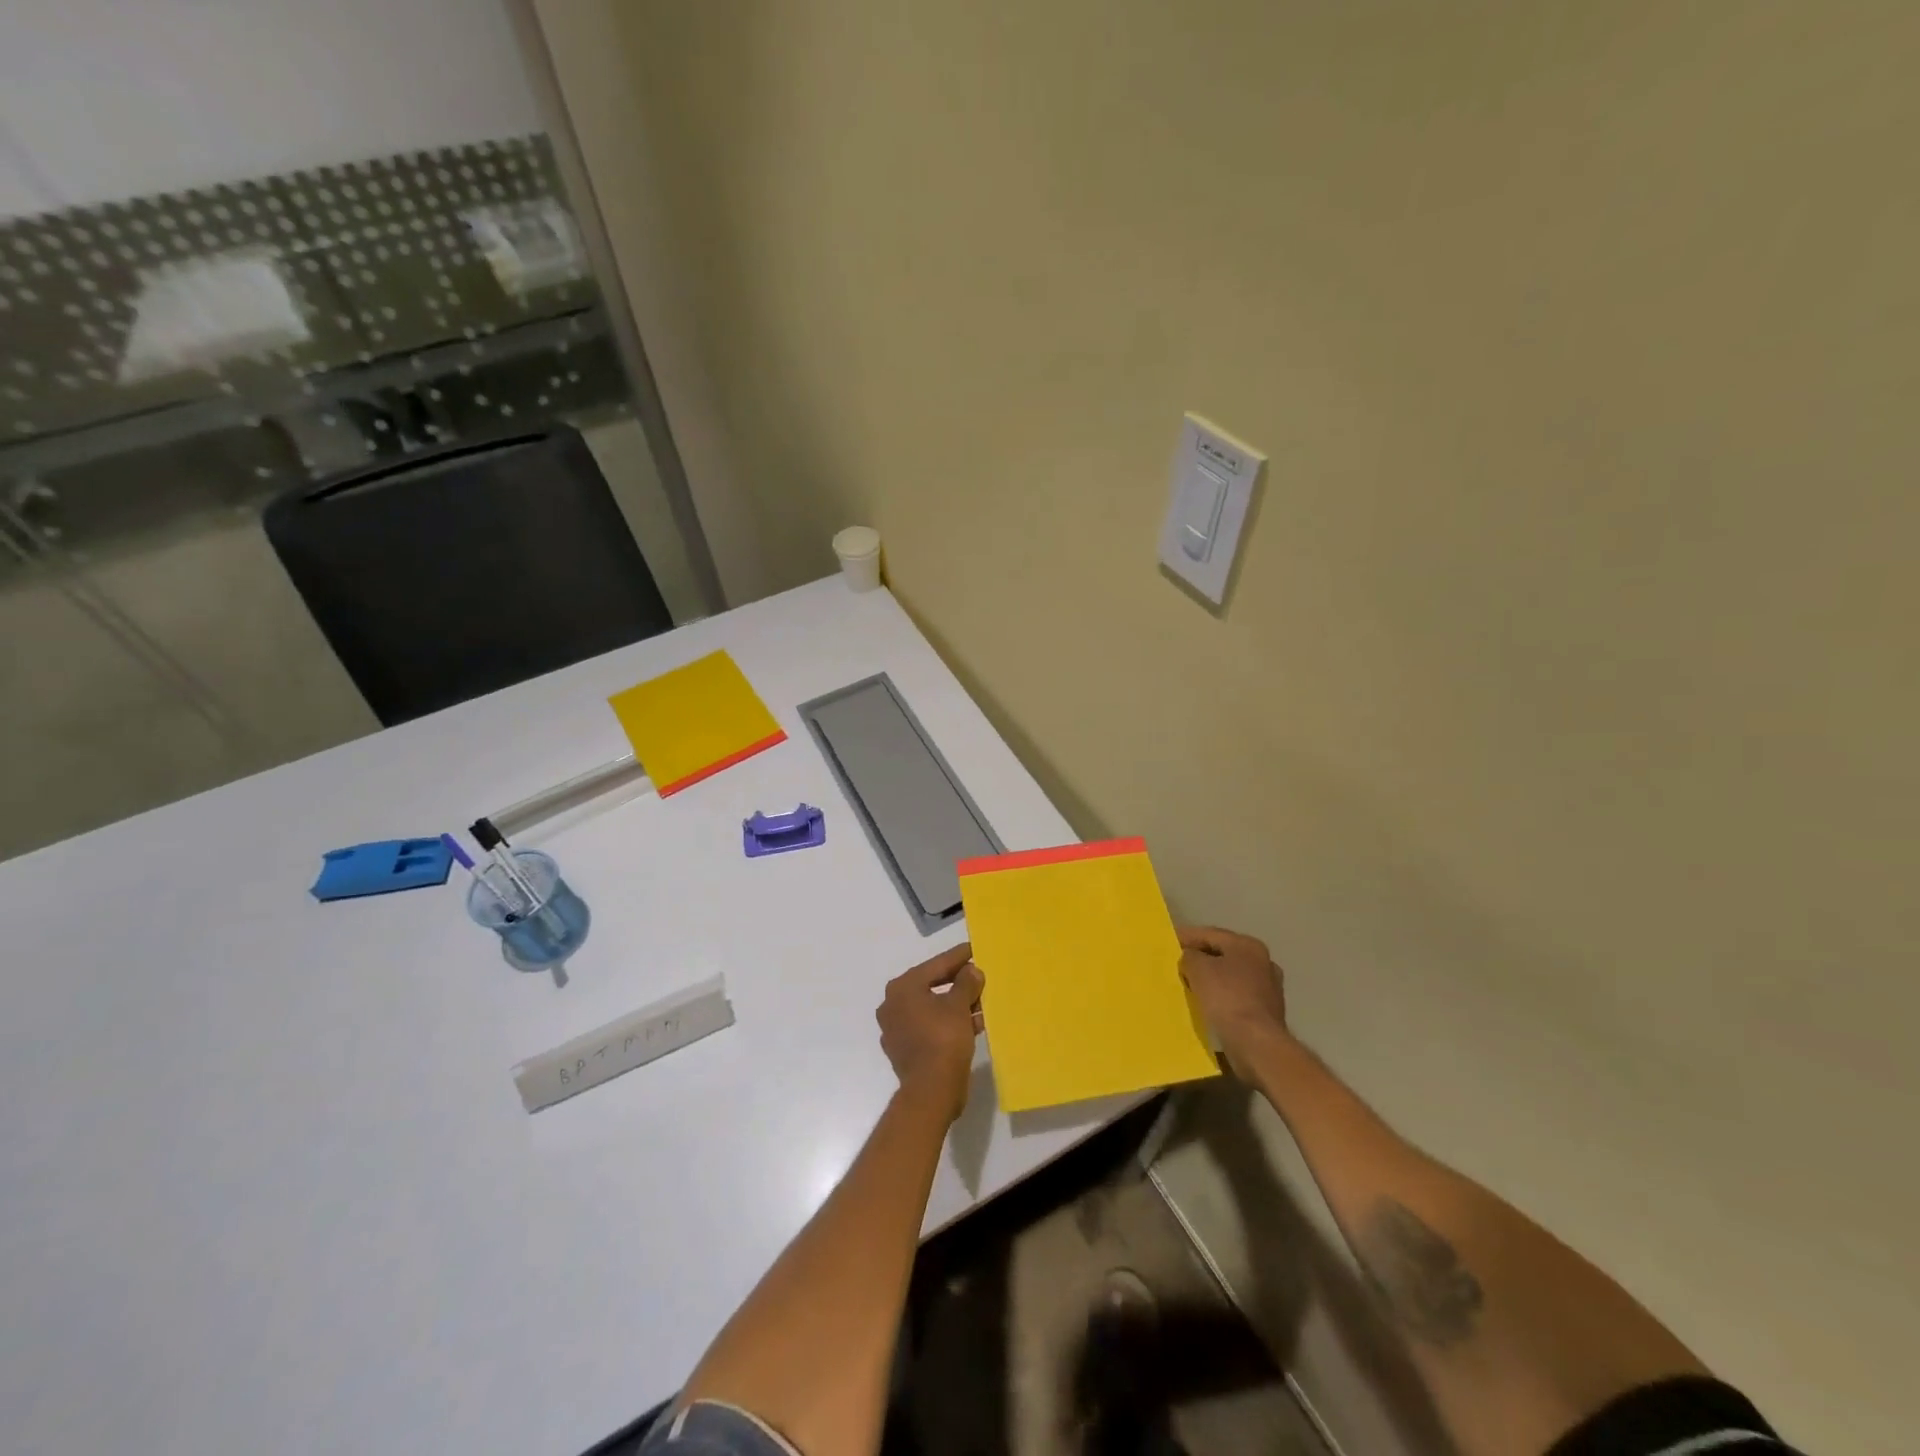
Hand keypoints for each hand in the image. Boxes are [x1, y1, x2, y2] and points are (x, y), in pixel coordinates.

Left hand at [876, 942, 984, 1123]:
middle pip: (931, 985)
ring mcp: (896, 1028)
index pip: (936, 965)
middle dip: (958, 982)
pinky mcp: (904, 1049)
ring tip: (981, 1004)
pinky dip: (947, 1022)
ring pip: (931, 1007)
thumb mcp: (959, 1006)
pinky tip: (971, 1024)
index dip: (958, 957)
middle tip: (979, 977)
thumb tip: (971, 971)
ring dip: (956, 1004)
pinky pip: (929, 1026)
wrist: (931, 1092)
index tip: (974, 949)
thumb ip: (966, 983)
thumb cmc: (943, 1039)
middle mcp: (893, 1004)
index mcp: (903, 987)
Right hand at [1177, 925, 1289, 1075]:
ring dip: (1210, 978)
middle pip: (1222, 954)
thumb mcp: (1198, 969)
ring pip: (1230, 976)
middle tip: (1176, 962)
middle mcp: (1262, 962)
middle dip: (1199, 958)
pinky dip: (1220, 996)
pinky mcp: (1266, 1012)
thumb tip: (1191, 958)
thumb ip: (1190, 956)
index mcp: (1247, 946)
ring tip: (1188, 984)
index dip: (1187, 936)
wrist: (1257, 1044)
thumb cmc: (1227, 999)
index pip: (1210, 934)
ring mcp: (1268, 988)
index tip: (1168, 941)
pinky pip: (1235, 996)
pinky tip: (1206, 1004)